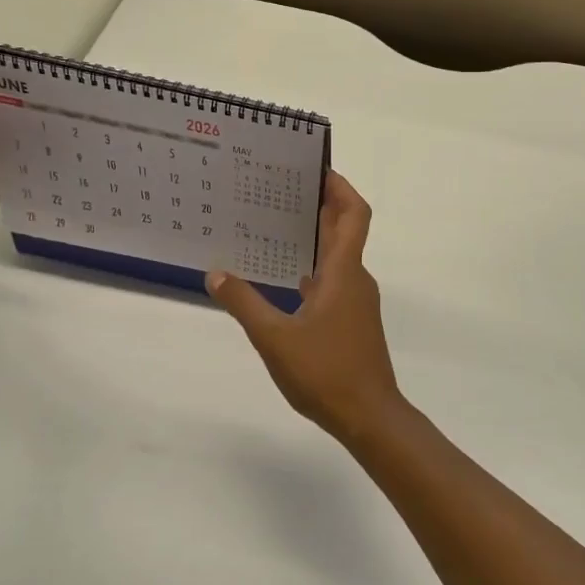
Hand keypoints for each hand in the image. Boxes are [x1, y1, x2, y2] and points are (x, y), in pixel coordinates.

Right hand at [207, 173, 406, 444]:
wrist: (369, 415)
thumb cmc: (326, 372)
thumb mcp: (275, 338)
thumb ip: (244, 303)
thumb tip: (215, 273)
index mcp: (343, 272)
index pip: (353, 214)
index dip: (340, 187)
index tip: (317, 168)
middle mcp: (355, 279)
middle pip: (344, 230)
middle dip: (320, 205)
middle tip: (283, 189)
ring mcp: (357, 302)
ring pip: (338, 257)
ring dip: (316, 237)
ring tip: (277, 227)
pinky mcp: (353, 322)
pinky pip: (334, 281)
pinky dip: (314, 269)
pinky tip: (287, 280)